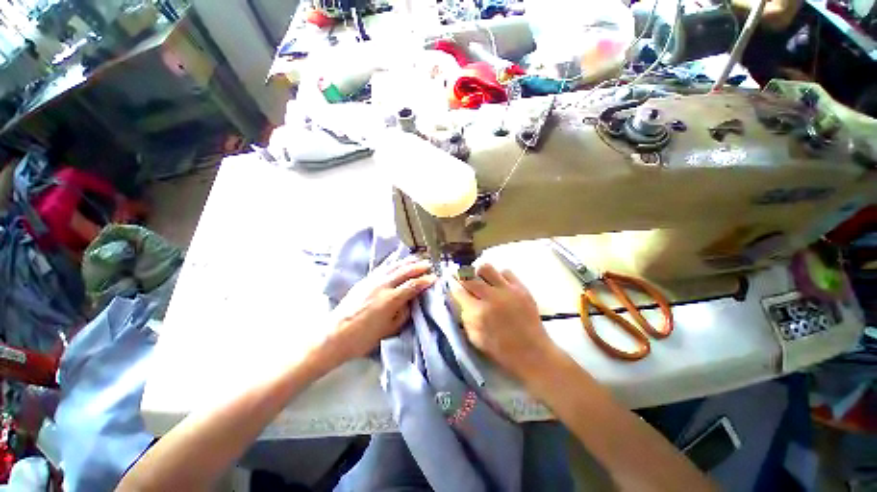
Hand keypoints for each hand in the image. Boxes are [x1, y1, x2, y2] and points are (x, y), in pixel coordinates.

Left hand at [329, 256, 435, 360]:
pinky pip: (382, 268)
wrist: (334, 335)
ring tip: (416, 259)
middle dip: (418, 267)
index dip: (424, 281)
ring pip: (393, 267)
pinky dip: (392, 264)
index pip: (412, 285)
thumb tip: (409, 302)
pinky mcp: (364, 281)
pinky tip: (397, 262)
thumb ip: (402, 314)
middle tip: (429, 264)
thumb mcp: (388, 330)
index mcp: (390, 299)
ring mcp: (372, 281)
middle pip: (404, 272)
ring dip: (406, 262)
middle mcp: (382, 286)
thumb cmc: (363, 338)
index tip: (434, 278)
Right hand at [449, 263, 555, 381]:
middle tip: (464, 280)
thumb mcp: (475, 338)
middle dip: (462, 277)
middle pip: (469, 276)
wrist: (533, 353)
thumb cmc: (501, 350)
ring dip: (479, 273)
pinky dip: (499, 276)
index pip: (458, 290)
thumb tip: (460, 299)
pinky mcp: (521, 288)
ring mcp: (508, 290)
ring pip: (486, 268)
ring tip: (481, 280)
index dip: (453, 286)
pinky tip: (499, 284)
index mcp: (478, 313)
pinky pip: (505, 271)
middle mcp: (491, 297)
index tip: (452, 284)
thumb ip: (465, 316)